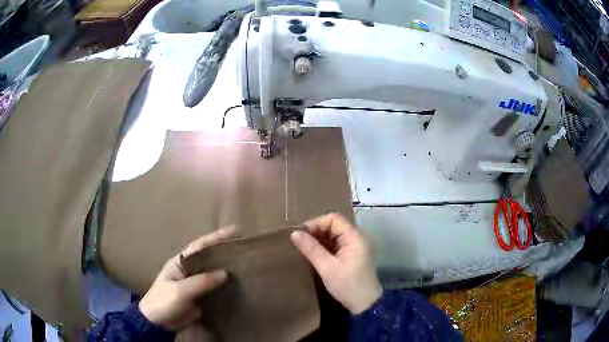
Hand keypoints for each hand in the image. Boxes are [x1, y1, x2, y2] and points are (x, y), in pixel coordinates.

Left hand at [139, 227, 236, 331]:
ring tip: (248, 265)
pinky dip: (227, 287)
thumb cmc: (163, 302)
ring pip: (214, 274)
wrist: (158, 324)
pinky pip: (216, 290)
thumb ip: (201, 281)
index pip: (199, 246)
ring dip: (228, 269)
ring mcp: (196, 285)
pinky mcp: (201, 298)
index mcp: (180, 262)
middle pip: (209, 258)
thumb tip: (226, 273)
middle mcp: (189, 271)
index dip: (216, 237)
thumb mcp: (179, 291)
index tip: (235, 230)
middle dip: (225, 251)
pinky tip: (241, 286)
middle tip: (246, 247)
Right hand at [290, 213, 381, 313]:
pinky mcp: (353, 256)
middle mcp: (357, 238)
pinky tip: (316, 255)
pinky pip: (337, 244)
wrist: (365, 304)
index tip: (302, 234)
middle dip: (317, 231)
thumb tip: (294, 233)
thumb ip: (311, 249)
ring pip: (335, 235)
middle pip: (335, 225)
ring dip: (320, 239)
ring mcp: (356, 247)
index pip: (334, 219)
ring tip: (306, 248)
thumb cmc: (347, 285)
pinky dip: (326, 247)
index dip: (317, 223)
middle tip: (301, 242)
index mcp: (355, 237)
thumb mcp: (327, 268)